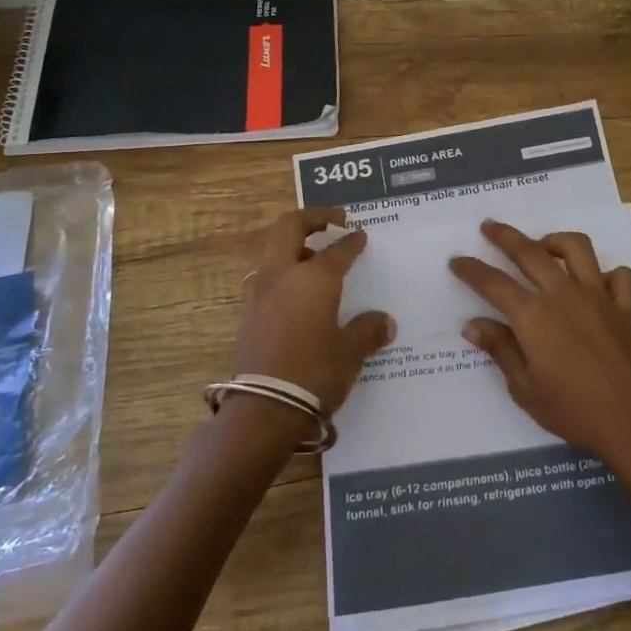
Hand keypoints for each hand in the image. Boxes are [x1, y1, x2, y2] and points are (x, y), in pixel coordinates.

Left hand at [233, 207, 394, 416]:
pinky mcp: (246, 314)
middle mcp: (282, 276)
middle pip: (289, 227)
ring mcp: (258, 293)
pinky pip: (265, 277)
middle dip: (312, 219)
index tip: (360, 235)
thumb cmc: (314, 374)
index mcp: (313, 278)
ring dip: (293, 245)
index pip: (337, 249)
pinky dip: (282, 271)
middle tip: (333, 221)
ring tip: (314, 259)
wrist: (263, 411)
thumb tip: (384, 322)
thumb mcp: (350, 352)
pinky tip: (296, 293)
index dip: (351, 241)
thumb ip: (368, 330)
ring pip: (272, 251)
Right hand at [450, 220, 630, 471]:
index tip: (456, 261)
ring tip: (542, 247)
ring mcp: (599, 297)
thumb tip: (473, 324)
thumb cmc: (573, 411)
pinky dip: (607, 273)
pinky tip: (595, 284)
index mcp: (534, 316)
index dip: (472, 270)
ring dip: (555, 241)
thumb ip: (500, 350)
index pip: (494, 283)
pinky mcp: (625, 308)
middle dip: (505, 237)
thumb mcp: (525, 388)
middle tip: (488, 226)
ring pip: (577, 249)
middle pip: (530, 252)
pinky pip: (619, 276)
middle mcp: (565, 295)